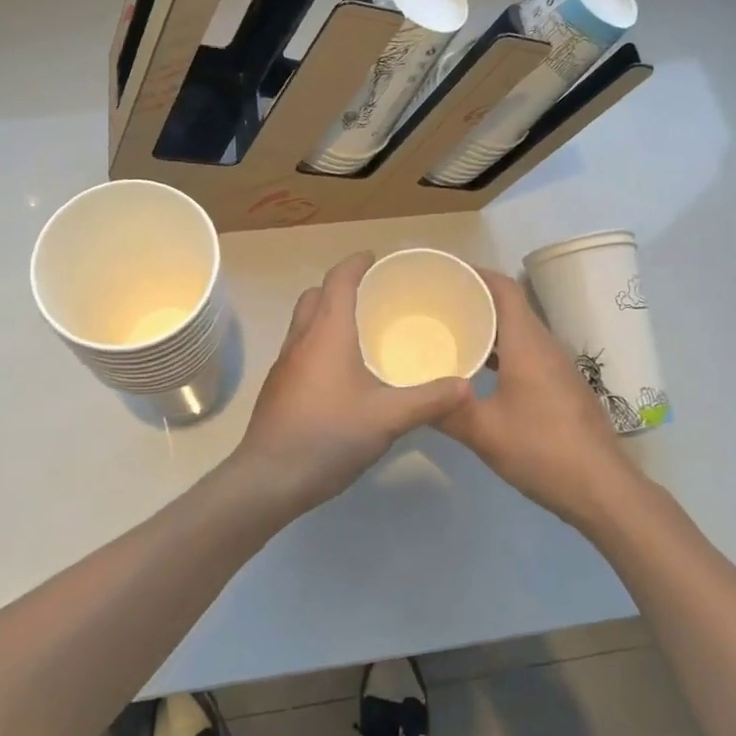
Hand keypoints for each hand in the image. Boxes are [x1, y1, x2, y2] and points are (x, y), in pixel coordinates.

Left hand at [234, 252, 470, 511]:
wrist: (270, 477)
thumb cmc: (329, 435)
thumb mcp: (388, 418)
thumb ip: (429, 400)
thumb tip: (465, 386)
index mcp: (327, 332)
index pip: (338, 280)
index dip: (356, 263)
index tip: (376, 258)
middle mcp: (301, 338)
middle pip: (316, 295)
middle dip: (340, 287)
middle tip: (372, 296)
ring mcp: (285, 362)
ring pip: (304, 321)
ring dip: (327, 314)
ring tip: (361, 330)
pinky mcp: (279, 386)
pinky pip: (300, 346)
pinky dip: (319, 341)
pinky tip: (341, 371)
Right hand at [436, 268, 633, 523]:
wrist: (603, 489)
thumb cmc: (542, 451)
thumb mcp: (484, 433)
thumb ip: (446, 410)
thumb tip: (412, 396)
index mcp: (527, 344)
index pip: (504, 288)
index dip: (475, 273)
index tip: (443, 273)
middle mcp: (545, 346)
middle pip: (510, 305)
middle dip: (475, 298)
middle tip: (436, 303)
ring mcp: (557, 367)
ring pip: (519, 331)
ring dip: (488, 326)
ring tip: (451, 331)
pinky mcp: (562, 387)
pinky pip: (527, 352)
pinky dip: (501, 350)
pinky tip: (478, 372)